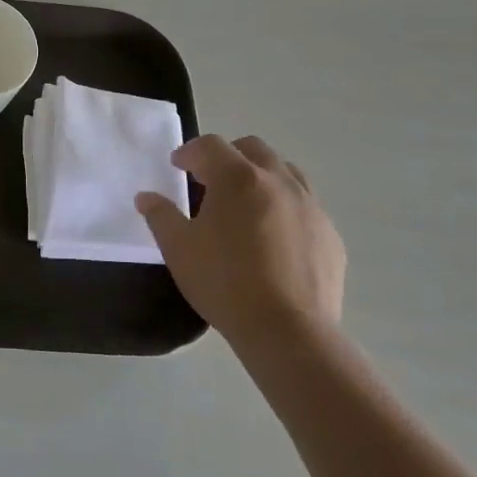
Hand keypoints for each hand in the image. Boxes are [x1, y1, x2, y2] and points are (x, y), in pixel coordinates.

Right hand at [136, 135, 345, 348]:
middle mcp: (279, 182)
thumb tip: (146, 197)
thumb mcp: (178, 248)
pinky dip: (285, 207)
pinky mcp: (330, 235)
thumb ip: (160, 216)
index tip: (177, 166)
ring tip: (245, 204)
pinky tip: (273, 238)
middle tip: (210, 180)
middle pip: (253, 149)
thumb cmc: (224, 282)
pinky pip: (305, 206)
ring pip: (286, 172)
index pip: (211, 146)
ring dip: (261, 177)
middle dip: (228, 156)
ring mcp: (311, 207)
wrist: (288, 330)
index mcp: (238, 178)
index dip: (190, 151)